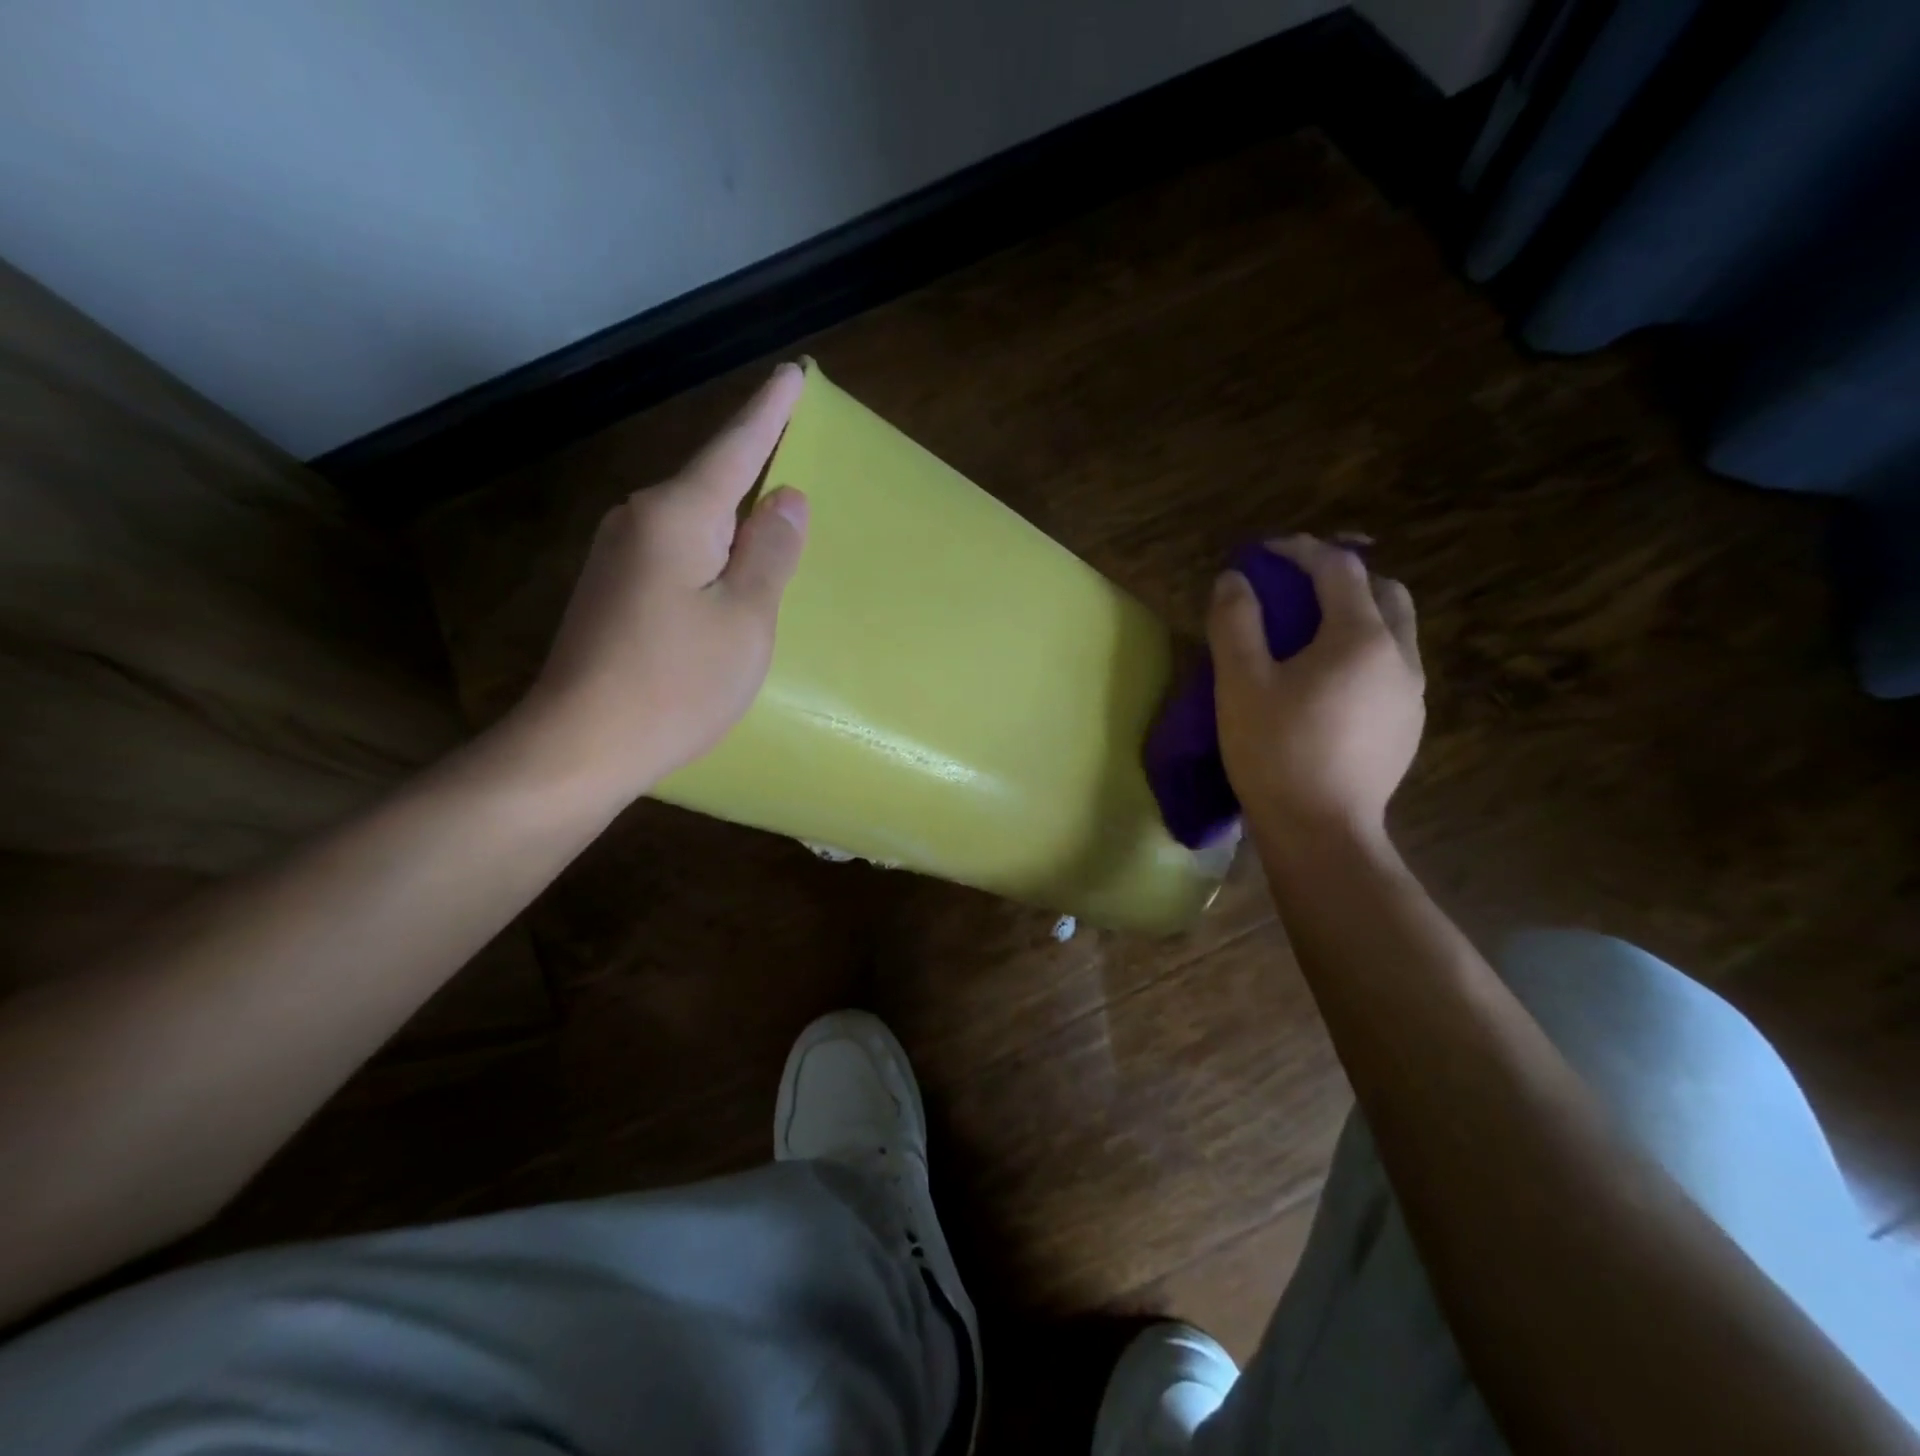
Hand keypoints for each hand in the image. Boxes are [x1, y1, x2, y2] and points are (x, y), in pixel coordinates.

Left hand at [514, 364, 809, 801]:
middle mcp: (640, 521)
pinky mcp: (613, 591)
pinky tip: (727, 576)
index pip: (734, 449)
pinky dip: (710, 552)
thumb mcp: (745, 619)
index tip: (791, 375)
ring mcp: (619, 556)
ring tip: (771, 525)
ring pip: (693, 521)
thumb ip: (770, 553)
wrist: (581, 745)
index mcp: (677, 516)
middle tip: (794, 453)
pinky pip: (676, 552)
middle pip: (710, 483)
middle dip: (752, 467)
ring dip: (732, 519)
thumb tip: (786, 496)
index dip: (767, 413)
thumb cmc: (677, 683)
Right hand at [1208, 535, 1422, 847]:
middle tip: (1298, 589)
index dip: (1299, 551)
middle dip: (1342, 577)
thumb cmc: (1275, 753)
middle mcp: (1400, 655)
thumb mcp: (1240, 684)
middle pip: (1383, 590)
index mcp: (1360, 638)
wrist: (1321, 832)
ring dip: (1358, 614)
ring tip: (1313, 633)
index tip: (1264, 554)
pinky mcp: (1409, 724)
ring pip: (1395, 629)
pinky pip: (1393, 665)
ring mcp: (1412, 692)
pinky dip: (1365, 650)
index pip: (1337, 569)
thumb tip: (1234, 580)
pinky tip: (1330, 680)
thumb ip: (1236, 623)